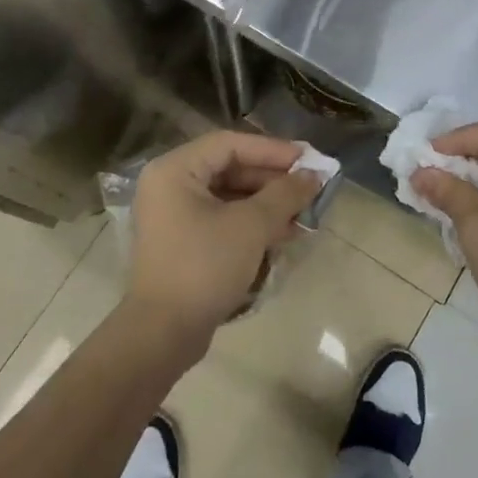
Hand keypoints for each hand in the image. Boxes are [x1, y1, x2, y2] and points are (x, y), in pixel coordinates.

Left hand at [125, 131, 322, 354]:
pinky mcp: (184, 241)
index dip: (272, 149)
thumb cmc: (204, 266)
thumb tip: (313, 175)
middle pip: (230, 168)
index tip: (308, 159)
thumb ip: (285, 194)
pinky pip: (223, 218)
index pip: (230, 144)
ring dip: (268, 203)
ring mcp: (175, 215)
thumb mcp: (251, 225)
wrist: (164, 333)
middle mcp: (170, 185)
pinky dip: (252, 223)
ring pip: (229, 196)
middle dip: (273, 179)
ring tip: (305, 212)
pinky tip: (285, 233)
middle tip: (310, 186)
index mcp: (176, 170)